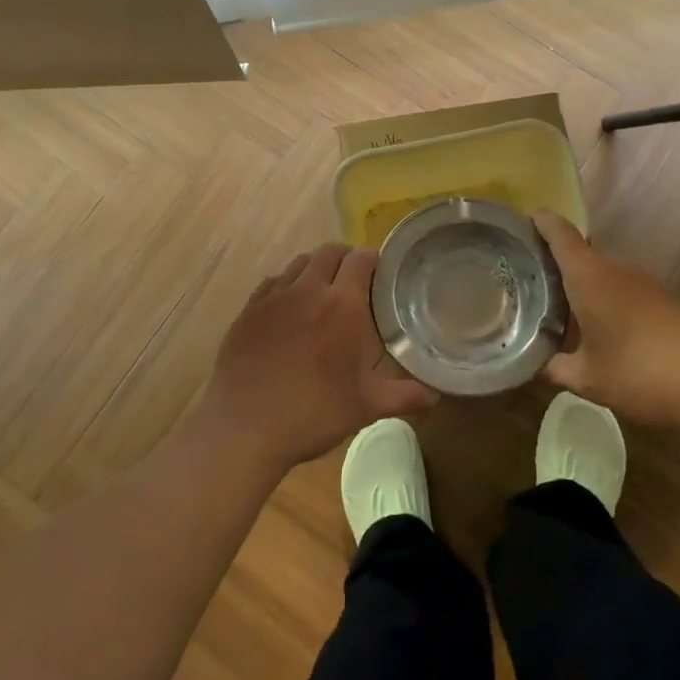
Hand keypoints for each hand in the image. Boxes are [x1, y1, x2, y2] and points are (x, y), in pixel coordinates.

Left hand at [199, 243, 436, 473]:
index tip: (380, 272)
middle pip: (329, 252)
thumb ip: (403, 396)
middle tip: (354, 281)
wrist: (244, 427)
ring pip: (298, 263)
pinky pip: (273, 282)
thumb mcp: (365, 407)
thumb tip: (434, 396)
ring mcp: (273, 297)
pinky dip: (287, 285)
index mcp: (341, 305)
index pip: (360, 259)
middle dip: (345, 258)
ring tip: (322, 291)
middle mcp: (307, 290)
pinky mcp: (248, 310)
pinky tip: (289, 308)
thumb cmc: (313, 414)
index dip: (373, 260)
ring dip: (315, 268)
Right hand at [534, 211, 679, 428]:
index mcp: (590, 276)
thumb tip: (531, 363)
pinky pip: (622, 290)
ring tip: (557, 306)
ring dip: (580, 284)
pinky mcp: (664, 300)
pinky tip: (598, 327)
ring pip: (601, 273)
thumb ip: (554, 366)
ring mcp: (645, 283)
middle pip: (579, 252)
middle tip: (526, 279)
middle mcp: (616, 269)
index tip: (519, 221)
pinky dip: (604, 299)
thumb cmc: (640, 373)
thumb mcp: (587, 378)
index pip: (559, 232)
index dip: (539, 221)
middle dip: (553, 261)